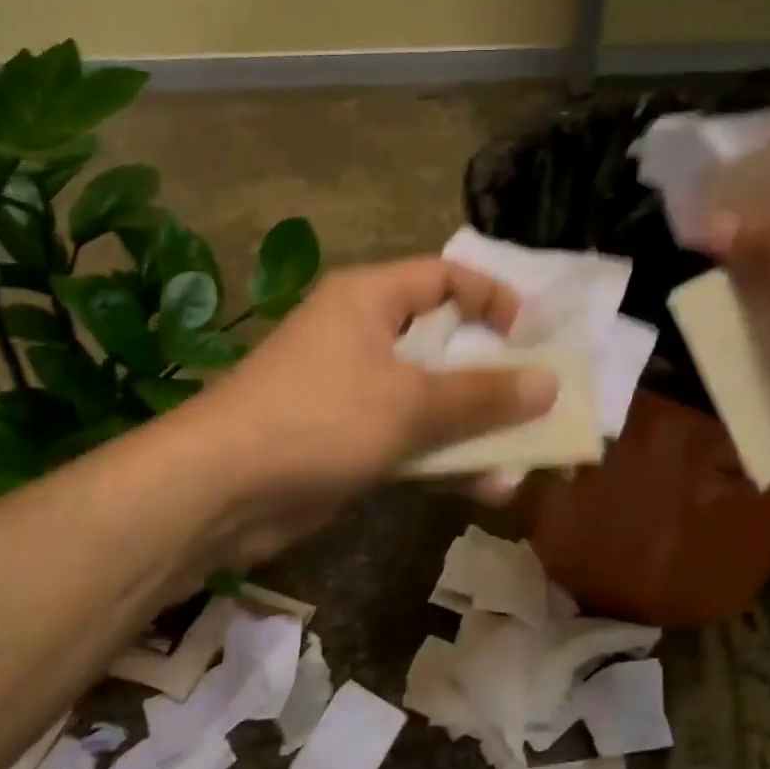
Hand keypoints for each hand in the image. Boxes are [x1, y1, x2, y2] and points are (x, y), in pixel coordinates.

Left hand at [187, 257, 558, 562]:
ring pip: (433, 399)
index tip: (531, 336)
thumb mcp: (409, 402)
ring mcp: (356, 391)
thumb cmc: (318, 419)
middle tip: (541, 402)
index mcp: (370, 300)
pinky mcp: (350, 439)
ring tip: (526, 458)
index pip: (444, 277)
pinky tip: (487, 487)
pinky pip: (412, 439)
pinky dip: (446, 458)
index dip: (492, 298)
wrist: (220, 491)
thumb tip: (549, 383)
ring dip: (477, 428)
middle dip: (495, 377)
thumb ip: (482, 394)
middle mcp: (363, 336)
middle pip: (445, 344)